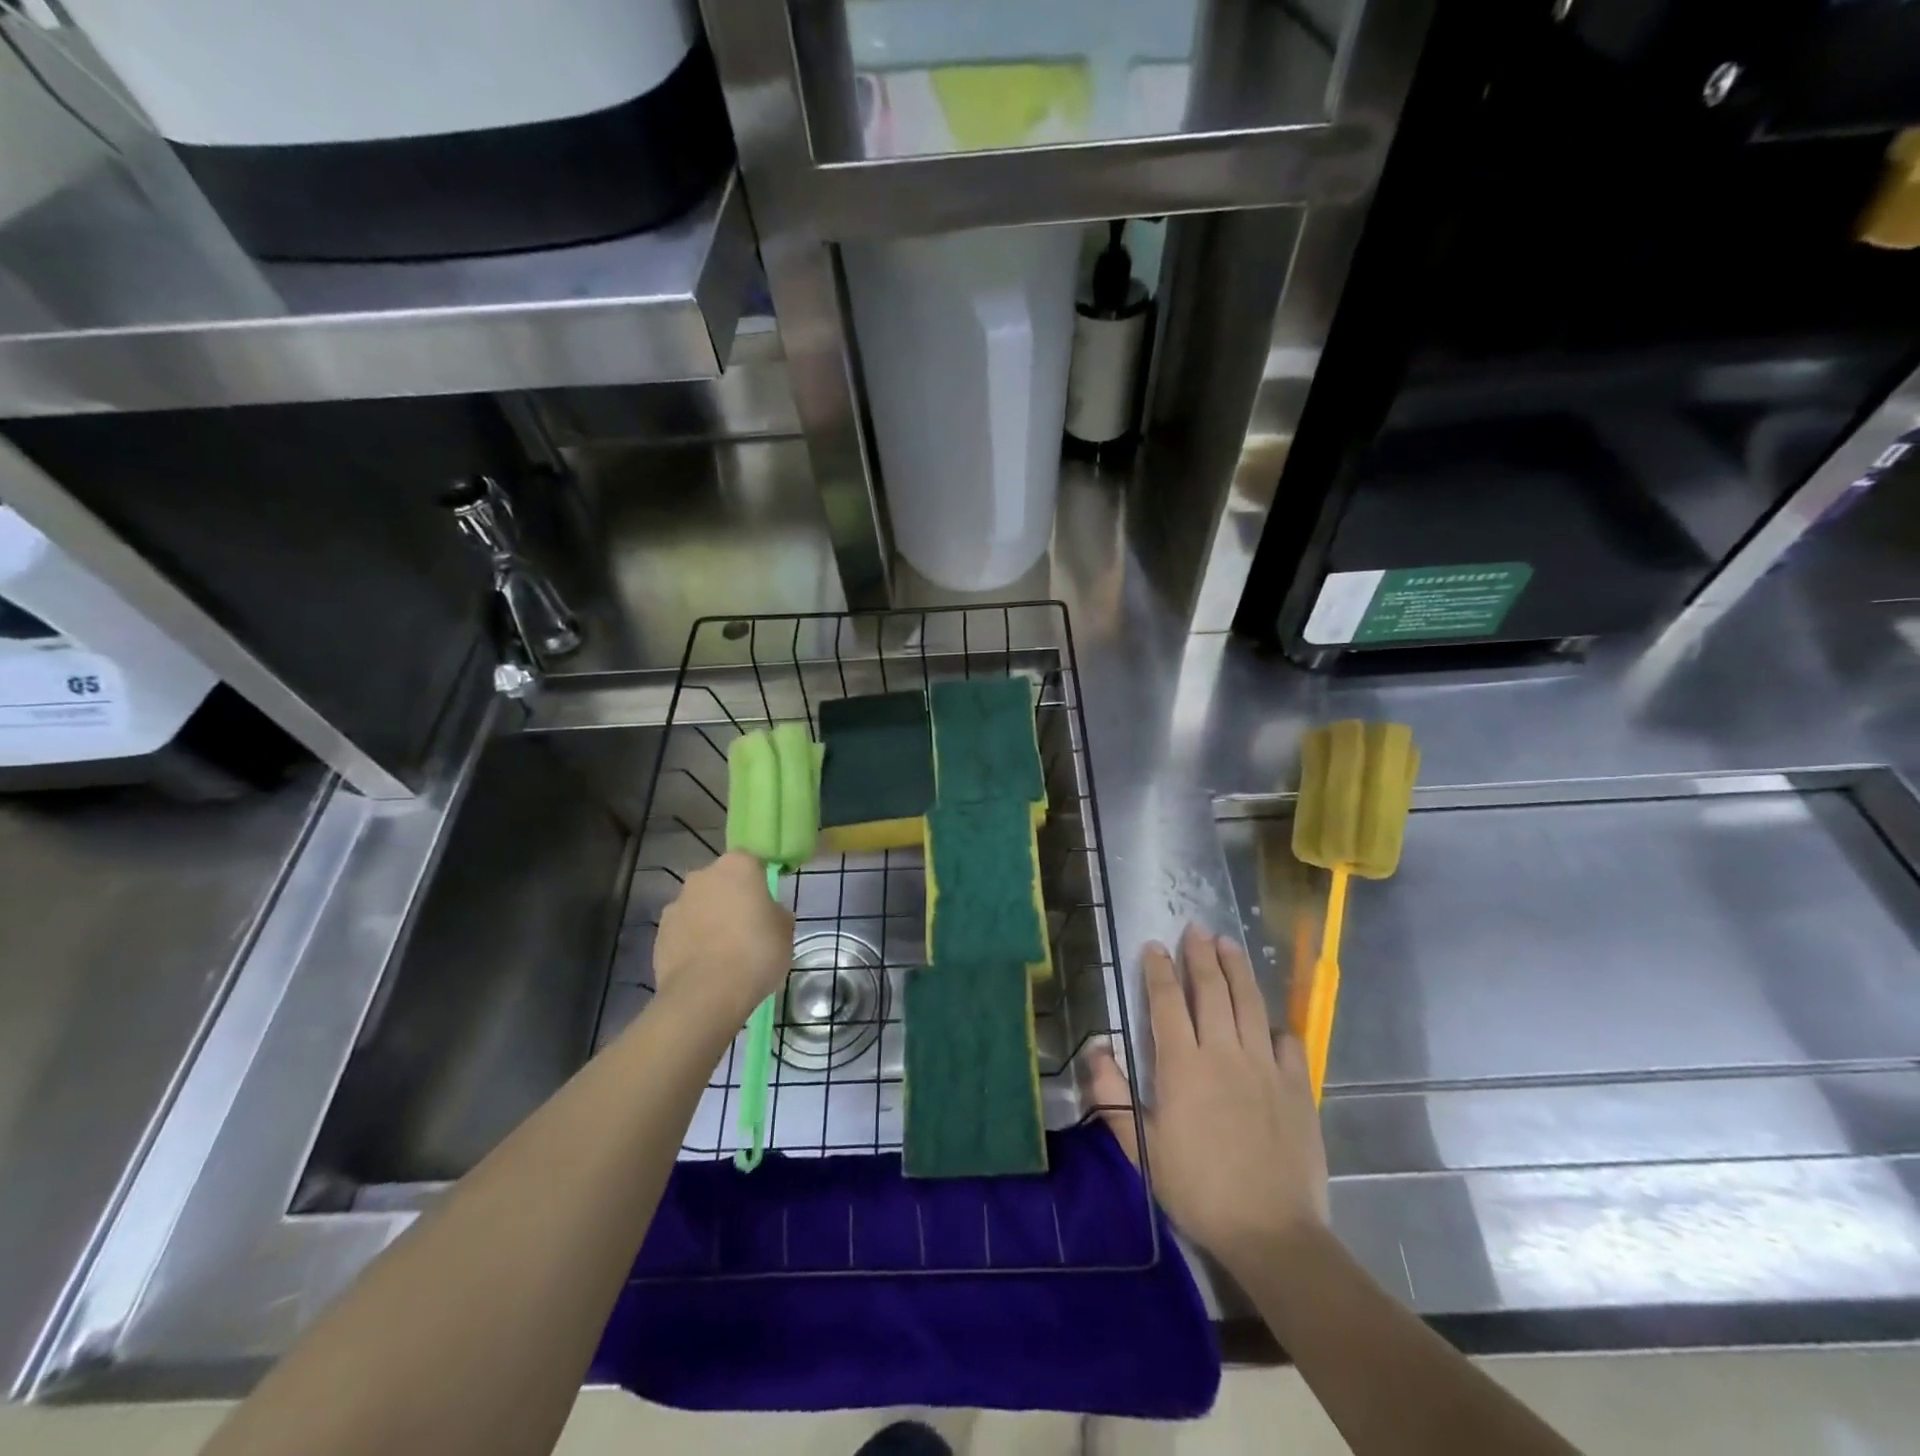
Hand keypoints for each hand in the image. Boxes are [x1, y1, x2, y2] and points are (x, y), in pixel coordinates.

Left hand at [652, 851, 794, 1025]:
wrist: (707, 993)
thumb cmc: (756, 952)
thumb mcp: (785, 931)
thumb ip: (776, 913)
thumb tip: (768, 914)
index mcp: (737, 866)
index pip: (751, 863)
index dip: (759, 884)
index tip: (767, 906)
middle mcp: (702, 876)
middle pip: (721, 883)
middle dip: (731, 900)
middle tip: (748, 928)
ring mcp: (676, 904)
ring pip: (700, 907)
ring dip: (709, 921)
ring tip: (725, 953)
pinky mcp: (659, 934)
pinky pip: (683, 931)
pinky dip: (692, 942)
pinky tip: (706, 966)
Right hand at [1090, 925, 1328, 1275]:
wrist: (1272, 1231)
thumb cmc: (1198, 1189)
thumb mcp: (1142, 1147)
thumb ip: (1114, 1095)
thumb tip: (1097, 1048)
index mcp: (1183, 1065)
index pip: (1167, 1002)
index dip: (1158, 969)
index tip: (1154, 946)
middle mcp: (1224, 1052)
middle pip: (1211, 989)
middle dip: (1200, 954)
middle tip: (1196, 928)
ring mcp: (1265, 1066)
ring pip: (1249, 1003)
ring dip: (1237, 968)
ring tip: (1229, 943)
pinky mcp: (1298, 1085)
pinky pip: (1288, 1041)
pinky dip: (1275, 1023)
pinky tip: (1269, 1019)